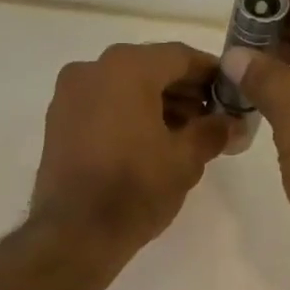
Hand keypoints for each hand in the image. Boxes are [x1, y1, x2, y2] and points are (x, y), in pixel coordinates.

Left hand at [30, 41, 234, 257]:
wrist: (74, 233)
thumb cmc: (135, 189)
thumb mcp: (185, 160)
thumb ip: (213, 132)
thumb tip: (232, 124)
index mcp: (127, 68)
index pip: (180, 56)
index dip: (211, 73)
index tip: (231, 93)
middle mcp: (92, 69)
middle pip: (149, 68)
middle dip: (183, 91)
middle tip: (211, 118)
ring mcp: (69, 95)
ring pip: (123, 87)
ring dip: (156, 104)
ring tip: (184, 135)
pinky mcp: (57, 122)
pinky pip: (102, 106)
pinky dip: (128, 115)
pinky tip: (149, 143)